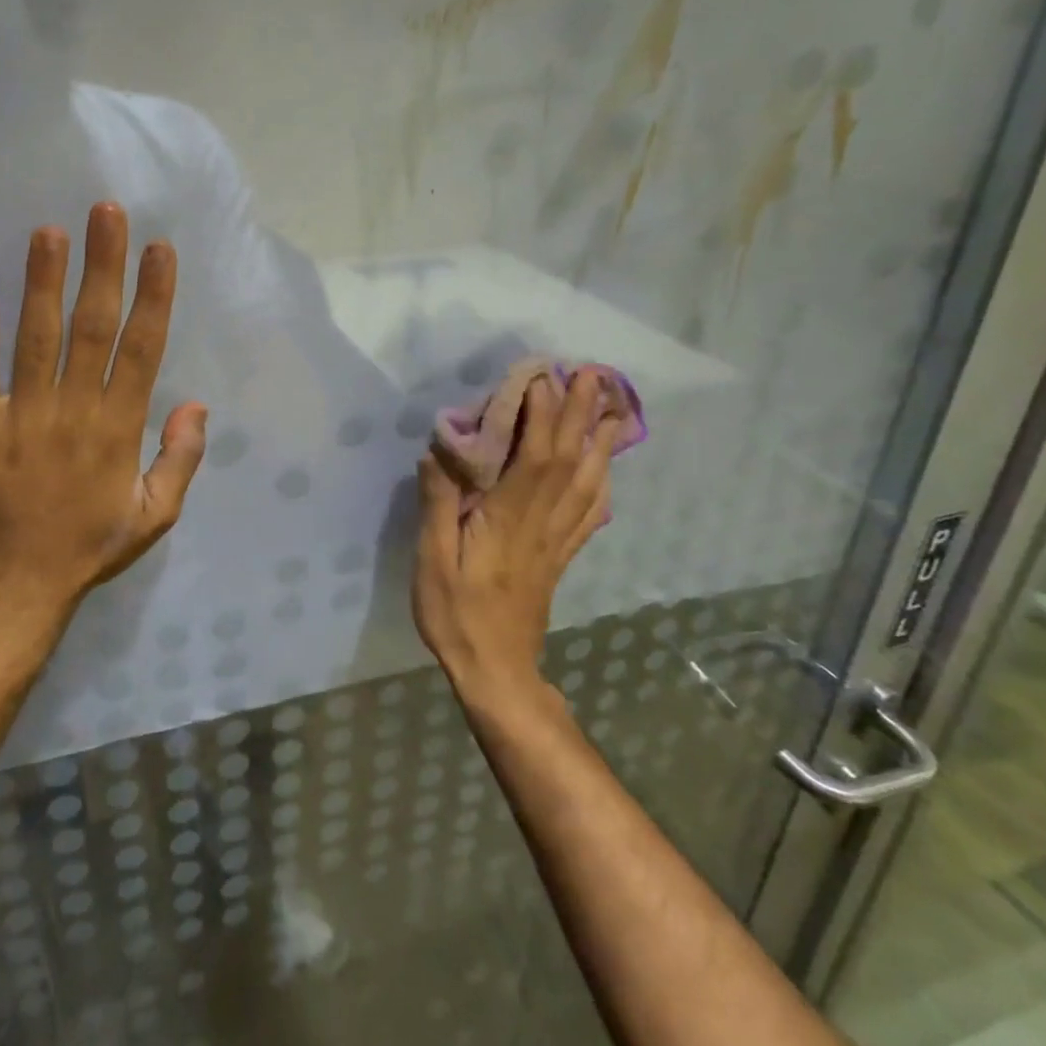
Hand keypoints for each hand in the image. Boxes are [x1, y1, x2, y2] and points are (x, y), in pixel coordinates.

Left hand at [0, 203, 208, 631]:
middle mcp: (74, 411)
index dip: (153, 295)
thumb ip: (182, 459)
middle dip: (102, 266)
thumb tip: (197, 404)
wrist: (12, 587)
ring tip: (49, 233)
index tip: (159, 249)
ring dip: (43, 283)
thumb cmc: (88, 548)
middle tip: (105, 213)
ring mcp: (21, 417)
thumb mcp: (156, 516)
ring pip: (35, 338)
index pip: (142, 348)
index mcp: (118, 428)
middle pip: (92, 326)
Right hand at [414, 369, 618, 701]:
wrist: (497, 672)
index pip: (534, 456)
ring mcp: (556, 539)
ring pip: (586, 482)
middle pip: (568, 460)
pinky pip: (589, 513)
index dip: (544, 414)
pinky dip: (602, 483)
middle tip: (595, 374)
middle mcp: (541, 522)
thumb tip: (437, 452)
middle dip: (582, 413)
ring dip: (601, 441)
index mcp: (508, 518)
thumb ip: (438, 506)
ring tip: (614, 407)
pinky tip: (608, 470)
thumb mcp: (432, 562)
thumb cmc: (456, 615)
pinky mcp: (561, 555)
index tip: (546, 376)